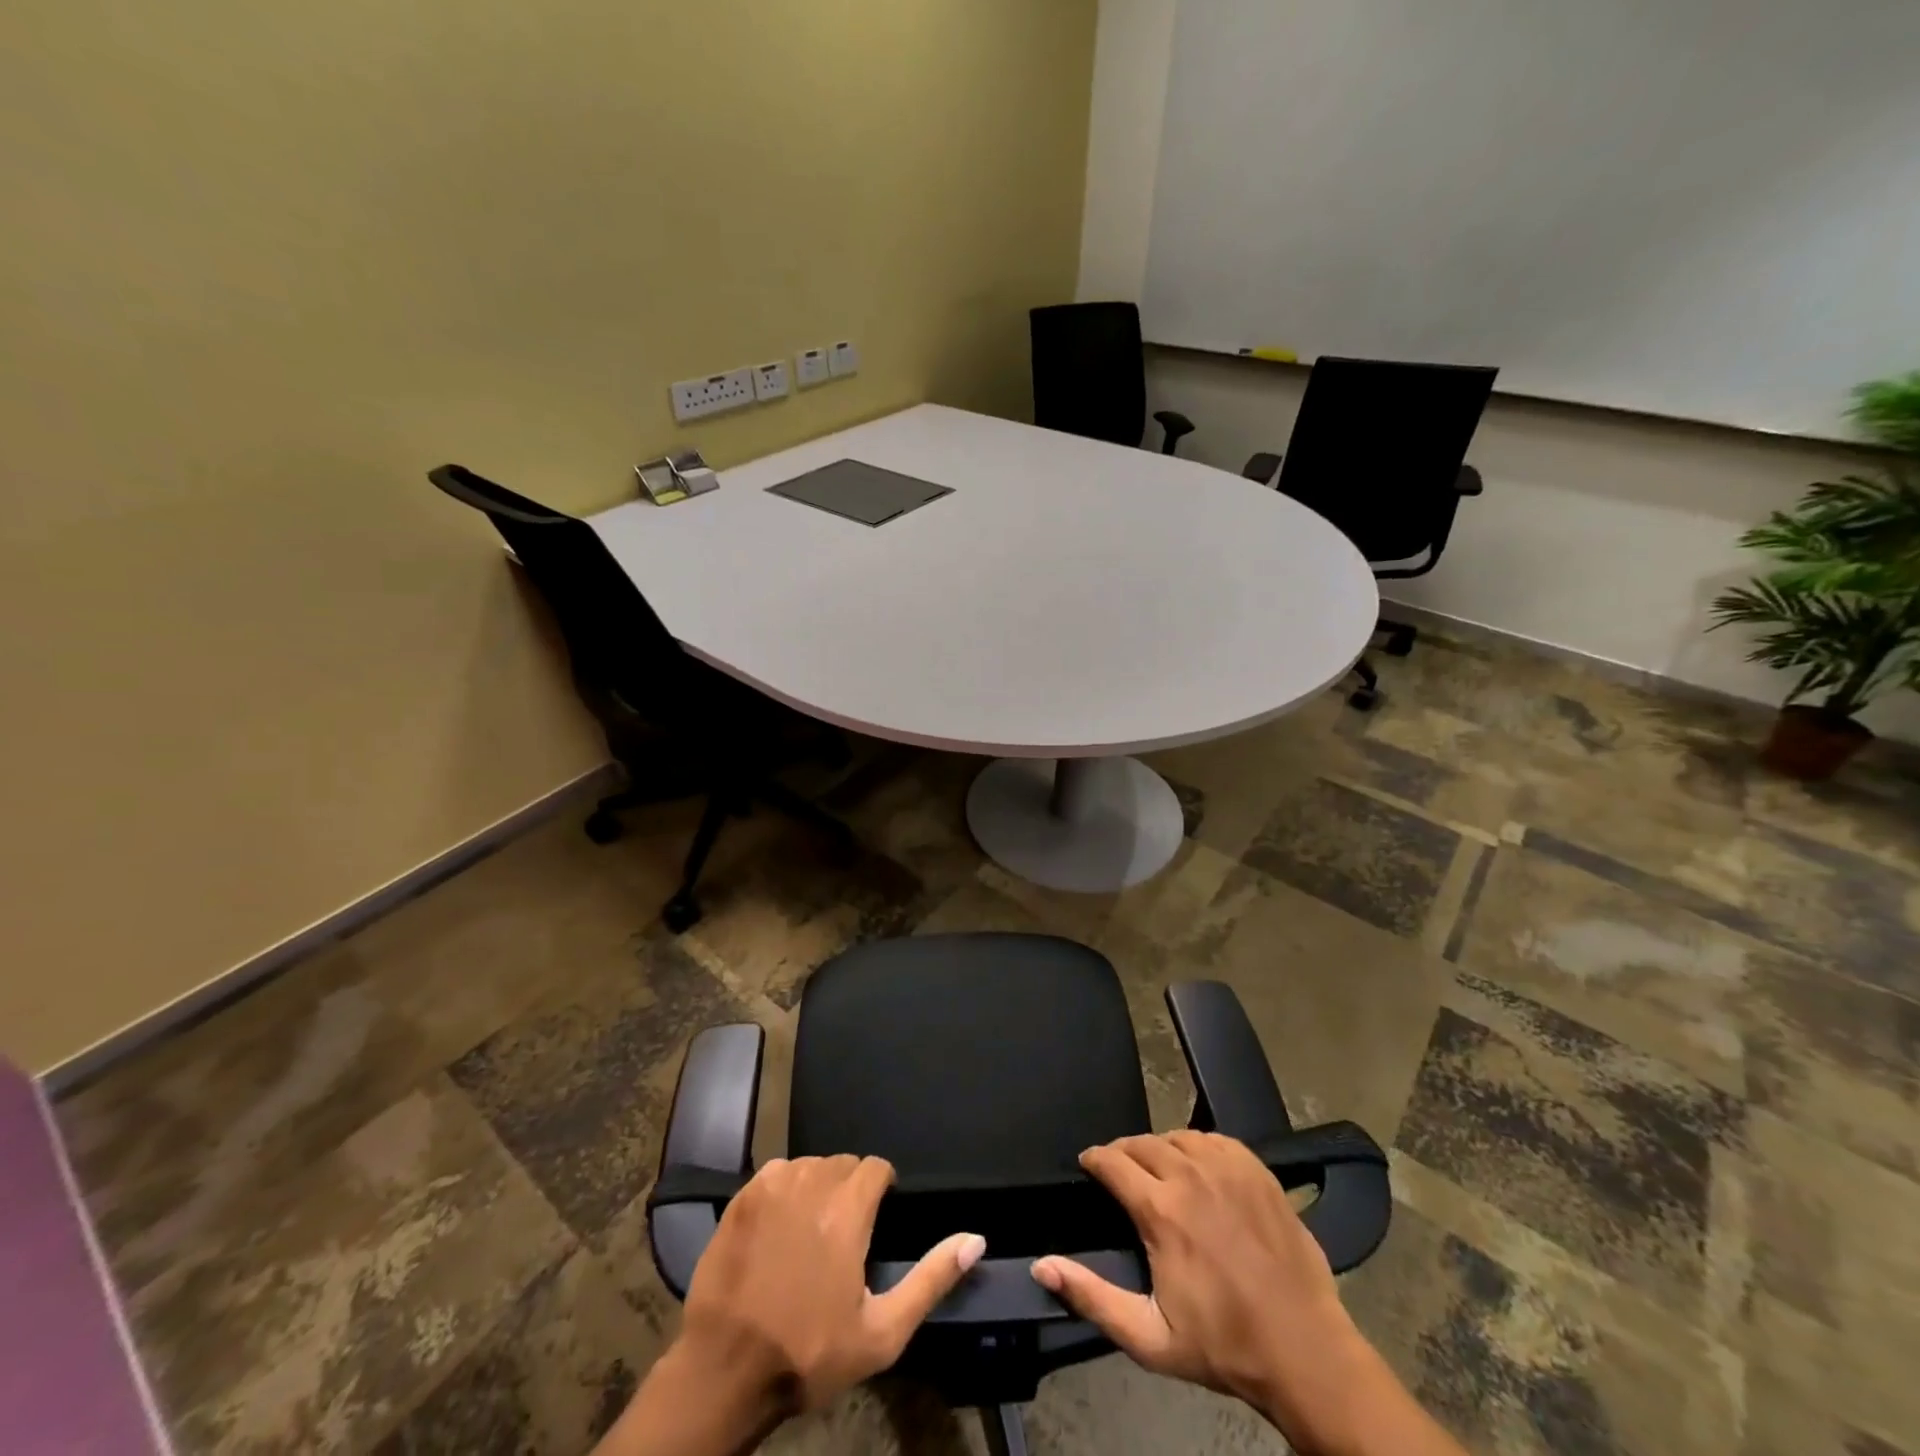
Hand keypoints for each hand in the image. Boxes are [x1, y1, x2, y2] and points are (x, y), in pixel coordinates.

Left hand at [597, 1156, 984, 1455]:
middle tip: (846, 1231)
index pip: (875, 1167)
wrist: (725, 1372)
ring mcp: (772, 1187)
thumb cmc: (808, 1353)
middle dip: (850, 1188)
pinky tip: (780, 1223)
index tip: (879, 1216)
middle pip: (842, 1164)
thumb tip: (975, 1239)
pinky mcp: (741, 1198)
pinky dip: (784, 1188)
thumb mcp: (882, 1333)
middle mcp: (812, 1183)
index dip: (882, 1187)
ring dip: (818, 1186)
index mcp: (848, 1210)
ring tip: (813, 1228)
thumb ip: (931, 1279)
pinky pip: (775, 1173)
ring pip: (809, 1165)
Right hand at [1030, 1132, 1371, 1443]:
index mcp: (1161, 1210)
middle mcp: (1190, 1176)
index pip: (1112, 1161)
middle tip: (1120, 1173)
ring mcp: (1227, 1168)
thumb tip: (1042, 1265)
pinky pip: (1214, 1139)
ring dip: (1160, 1149)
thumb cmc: (1223, 1346)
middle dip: (1123, 1153)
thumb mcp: (1148, 1337)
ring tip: (1158, 1171)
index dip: (1094, 1159)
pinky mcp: (1257, 1169)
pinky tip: (1198, 1168)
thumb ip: (1091, 1296)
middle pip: (1142, 1143)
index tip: (1088, 1166)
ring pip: (1177, 1137)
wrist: (1305, 1352)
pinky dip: (1197, 1147)